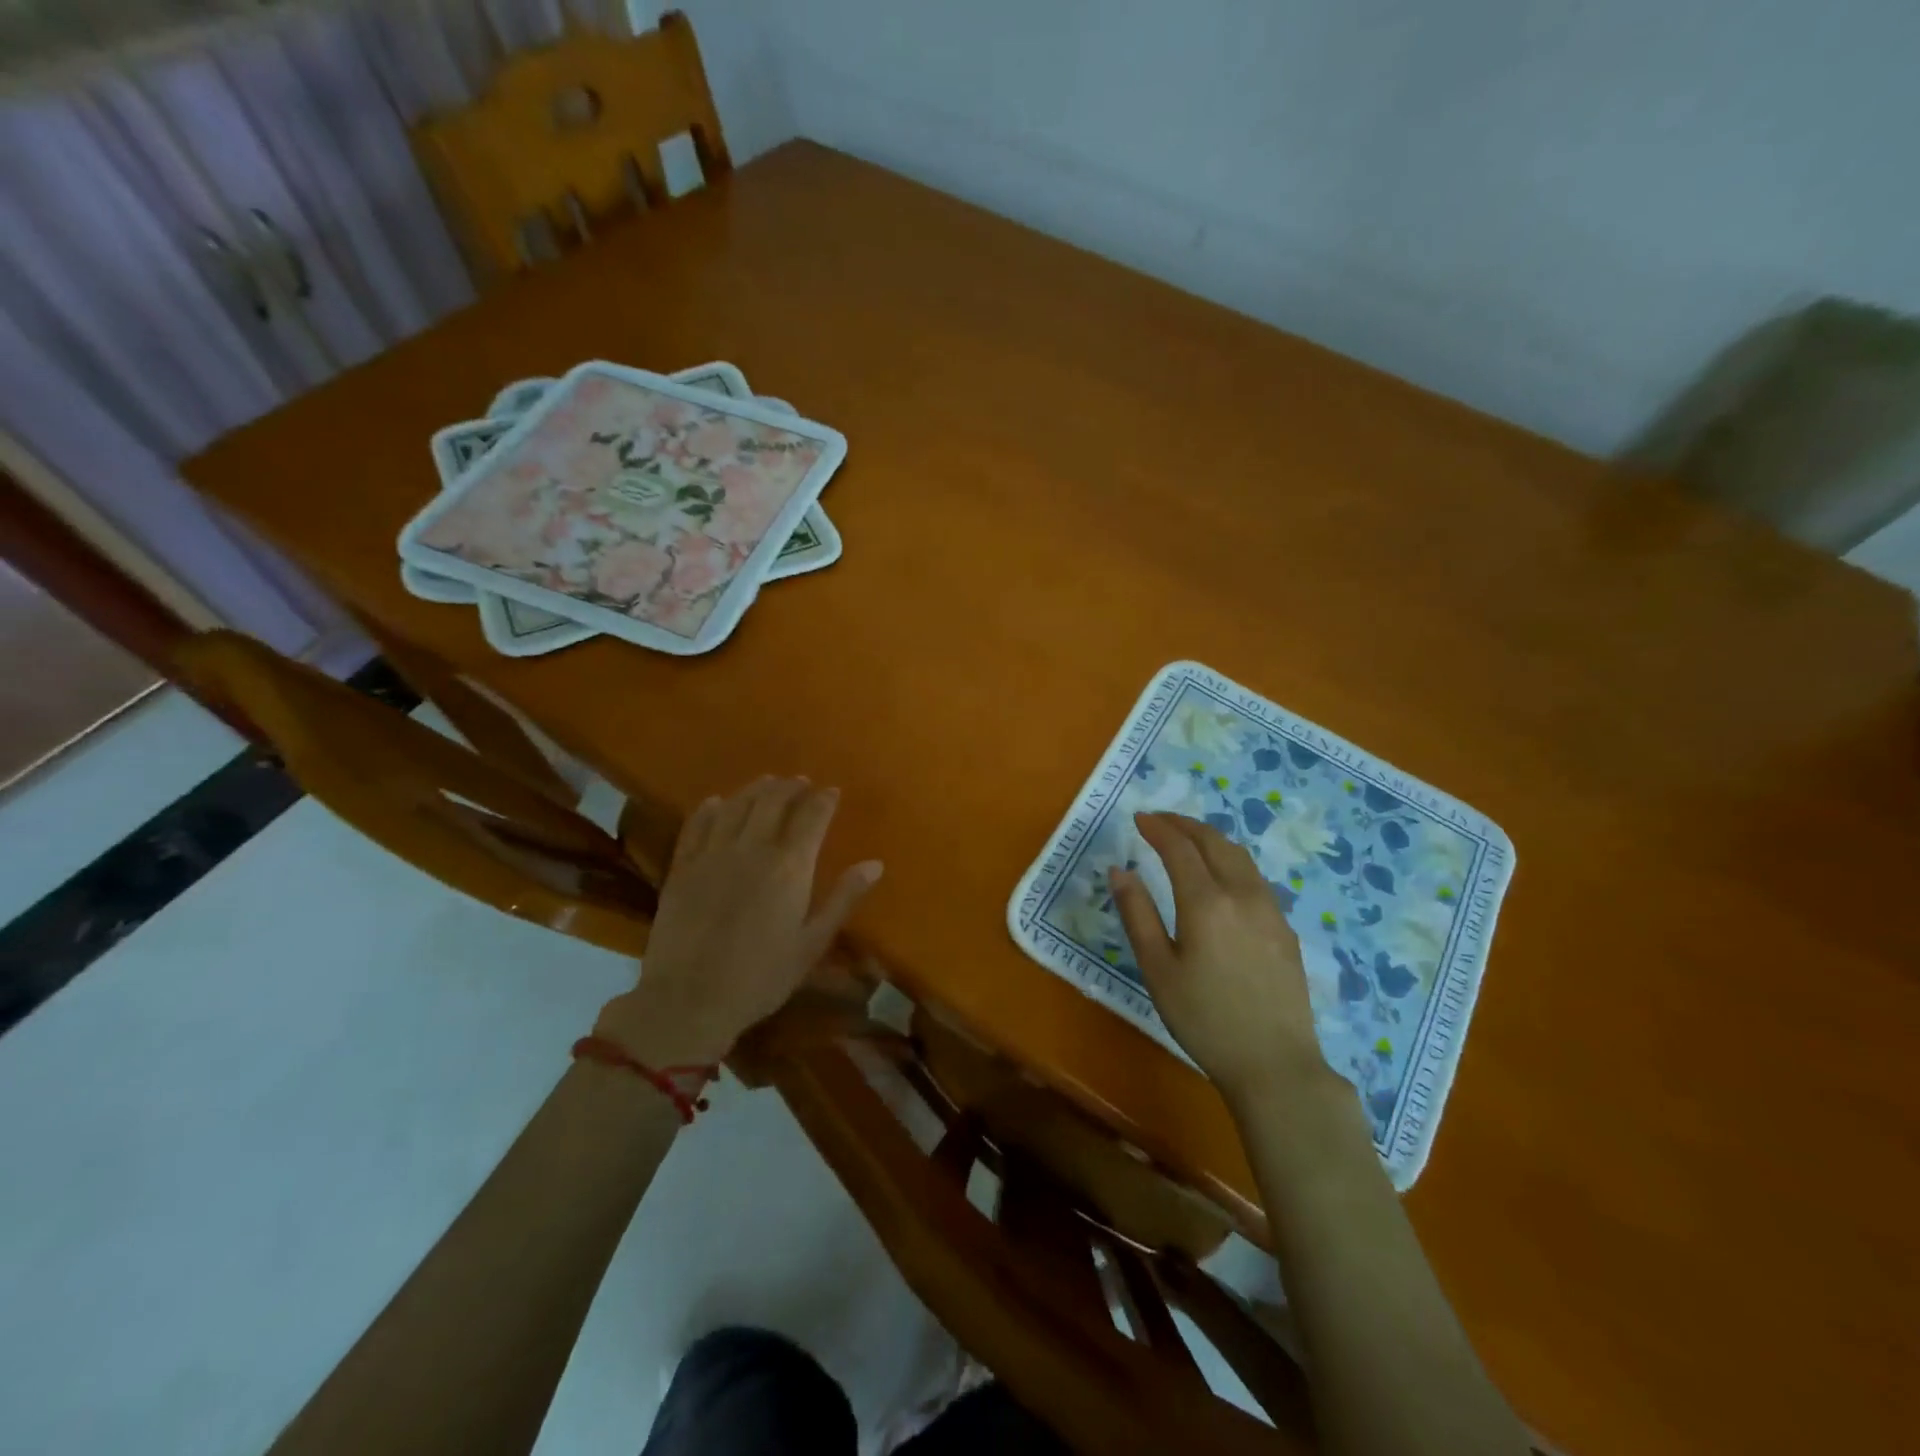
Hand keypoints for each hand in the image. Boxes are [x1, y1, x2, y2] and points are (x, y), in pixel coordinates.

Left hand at [593, 777, 882, 1066]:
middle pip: (773, 801)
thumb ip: (843, 899)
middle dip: (790, 787)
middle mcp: (752, 848)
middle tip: (801, 783)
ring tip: (767, 784)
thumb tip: (875, 864)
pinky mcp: (682, 867)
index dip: (824, 799)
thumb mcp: (812, 944)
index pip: (812, 816)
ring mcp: (713, 854)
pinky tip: (715, 803)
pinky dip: (709, 809)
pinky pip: (696, 825)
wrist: (689, 1000)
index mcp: (790, 866)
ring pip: (736, 805)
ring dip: (755, 790)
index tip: (832, 791)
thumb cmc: (761, 978)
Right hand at [1110, 812, 1324, 1103]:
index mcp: (1206, 902)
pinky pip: (1255, 878)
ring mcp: (1270, 910)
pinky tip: (1222, 878)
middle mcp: (1242, 894)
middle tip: (1160, 821)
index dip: (1158, 828)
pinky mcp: (1285, 929)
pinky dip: (1231, 861)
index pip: (1179, 848)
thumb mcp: (1157, 969)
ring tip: (1189, 840)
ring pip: (1240, 856)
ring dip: (1211, 839)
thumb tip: (1119, 870)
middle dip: (1185, 825)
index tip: (1139, 818)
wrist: (1274, 1064)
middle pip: (1214, 842)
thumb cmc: (1203, 1018)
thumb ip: (1137, 914)